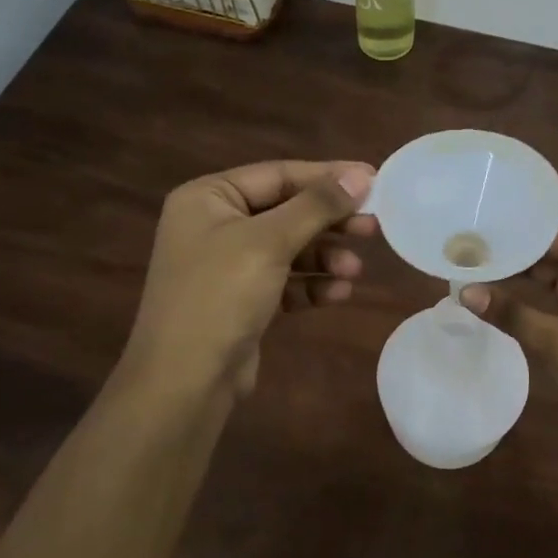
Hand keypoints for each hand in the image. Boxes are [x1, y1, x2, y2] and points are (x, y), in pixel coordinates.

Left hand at [120, 160, 376, 402]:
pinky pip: (284, 280)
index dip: (328, 176)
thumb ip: (317, 205)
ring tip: (356, 270)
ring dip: (324, 257)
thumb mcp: (270, 242)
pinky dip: (311, 284)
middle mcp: (214, 224)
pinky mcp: (241, 299)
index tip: (373, 181)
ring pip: (289, 247)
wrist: (184, 382)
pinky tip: (339, 293)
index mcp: (208, 197)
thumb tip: (360, 176)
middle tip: (373, 226)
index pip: (278, 174)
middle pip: (286, 210)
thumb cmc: (220, 296)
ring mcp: (226, 264)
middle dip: (330, 221)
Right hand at [461, 221, 557, 444]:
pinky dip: (529, 298)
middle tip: (460, 247)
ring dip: (515, 275)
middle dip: (507, 250)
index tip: (473, 222)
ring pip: (549, 275)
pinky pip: (555, 298)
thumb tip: (464, 291)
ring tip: (469, 268)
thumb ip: (512, 314)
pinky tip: (497, 299)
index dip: (513, 225)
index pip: (549, 229)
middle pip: (547, 249)